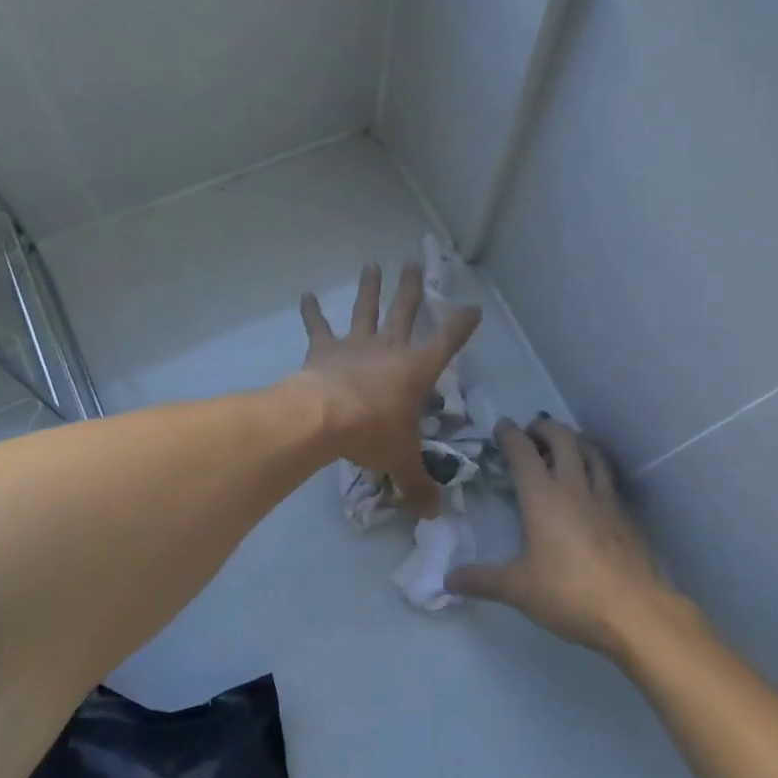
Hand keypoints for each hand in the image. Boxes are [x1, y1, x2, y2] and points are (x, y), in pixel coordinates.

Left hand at [298, 262, 481, 519]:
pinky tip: (305, 294)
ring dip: (370, 288)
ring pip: (366, 309)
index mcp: (416, 370)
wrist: (325, 418)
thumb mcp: (401, 461)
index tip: (473, 308)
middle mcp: (389, 349)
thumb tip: (435, 514)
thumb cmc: (372, 433)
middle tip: (413, 262)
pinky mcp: (324, 350)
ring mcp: (355, 345)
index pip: (447, 342)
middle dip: (411, 288)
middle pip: (404, 311)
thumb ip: (418, 485)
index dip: (461, 324)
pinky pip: (318, 327)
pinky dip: (311, 312)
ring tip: (372, 264)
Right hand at [447, 418, 678, 657]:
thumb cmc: (568, 593)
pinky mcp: (626, 517)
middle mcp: (574, 488)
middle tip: (532, 432)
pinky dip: (596, 469)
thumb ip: (481, 581)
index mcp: (542, 496)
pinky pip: (609, 479)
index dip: (511, 434)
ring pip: (592, 452)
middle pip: (563, 439)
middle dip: (545, 428)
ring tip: (566, 444)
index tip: (502, 426)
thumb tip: (448, 580)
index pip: (523, 452)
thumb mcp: (517, 589)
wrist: (634, 611)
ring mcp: (605, 499)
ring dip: (576, 440)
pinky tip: (592, 486)